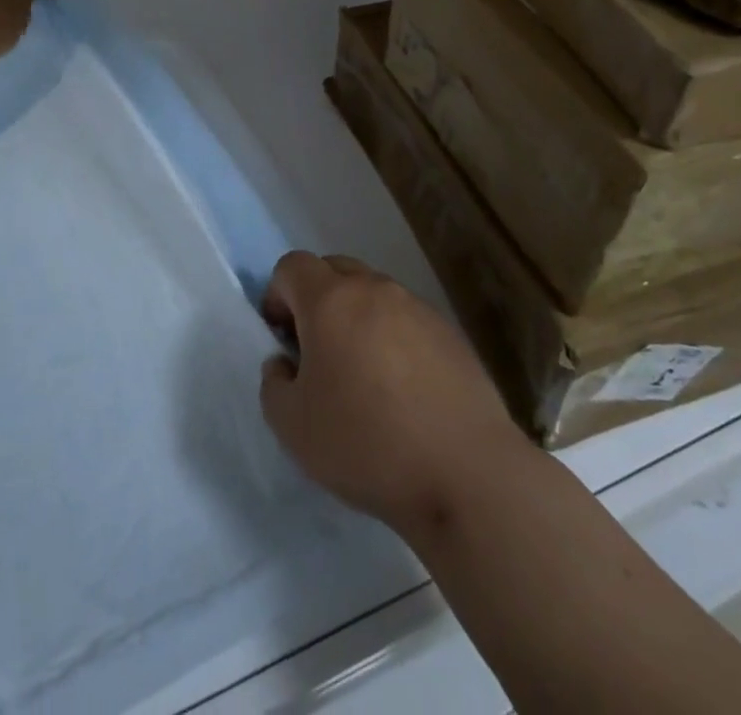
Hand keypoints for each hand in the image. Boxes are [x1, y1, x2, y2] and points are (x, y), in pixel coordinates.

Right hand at [259, 251, 526, 536]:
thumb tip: (286, 363)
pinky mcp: (450, 333)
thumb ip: (273, 384)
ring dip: (357, 318)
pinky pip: (407, 320)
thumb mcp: (292, 427)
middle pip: (334, 270)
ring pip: (373, 294)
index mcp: (330, 301)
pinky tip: (404, 391)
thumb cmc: (367, 444)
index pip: (292, 266)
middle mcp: (374, 289)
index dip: (278, 296)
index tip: (283, 339)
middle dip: (316, 299)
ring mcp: (417, 307)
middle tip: (318, 352)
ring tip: (364, 375)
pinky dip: (394, 339)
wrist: (466, 473)